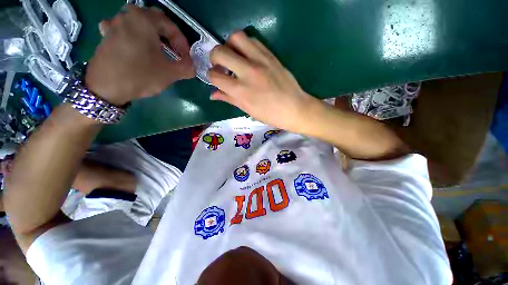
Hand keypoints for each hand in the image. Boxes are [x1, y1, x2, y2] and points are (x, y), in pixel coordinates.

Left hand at [85, 5, 194, 105]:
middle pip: (155, 21)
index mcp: (144, 19)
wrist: (105, 87)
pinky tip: (137, 45)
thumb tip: (193, 67)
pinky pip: (125, 29)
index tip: (186, 58)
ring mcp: (114, 23)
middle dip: (169, 37)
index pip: (171, 26)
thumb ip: (187, 68)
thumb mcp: (170, 73)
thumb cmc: (140, 75)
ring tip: (159, 50)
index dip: (182, 43)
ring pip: (140, 23)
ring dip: (153, 35)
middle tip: (175, 52)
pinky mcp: (106, 35)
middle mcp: (127, 15)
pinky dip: (136, 35)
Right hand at [208, 31, 316, 132]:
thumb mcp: (247, 110)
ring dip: (230, 45)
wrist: (294, 108)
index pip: (214, 75)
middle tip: (220, 64)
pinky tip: (248, 56)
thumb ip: (229, 99)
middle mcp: (248, 72)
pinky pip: (253, 40)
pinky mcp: (271, 55)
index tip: (216, 78)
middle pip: (219, 52)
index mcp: (241, 90)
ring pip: (236, 37)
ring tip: (234, 57)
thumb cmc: (270, 114)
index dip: (211, 76)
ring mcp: (260, 61)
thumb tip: (213, 95)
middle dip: (214, 57)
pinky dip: (245, 45)